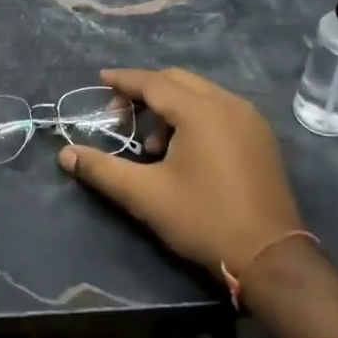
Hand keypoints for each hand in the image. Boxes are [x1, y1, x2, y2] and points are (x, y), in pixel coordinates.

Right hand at [58, 68, 302, 279]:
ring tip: (151, 145)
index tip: (100, 79)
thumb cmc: (204, 220)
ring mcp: (250, 120)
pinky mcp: (261, 138)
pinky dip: (194, 117)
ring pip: (200, 94)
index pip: (153, 82)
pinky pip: (219, 110)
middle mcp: (228, 104)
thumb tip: (66, 154)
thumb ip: (102, 170)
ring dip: (170, 107)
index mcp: (201, 111)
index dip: (123, 80)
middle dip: (145, 92)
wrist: (271, 257)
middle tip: (120, 118)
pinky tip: (183, 151)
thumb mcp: (145, 196)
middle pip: (178, 81)